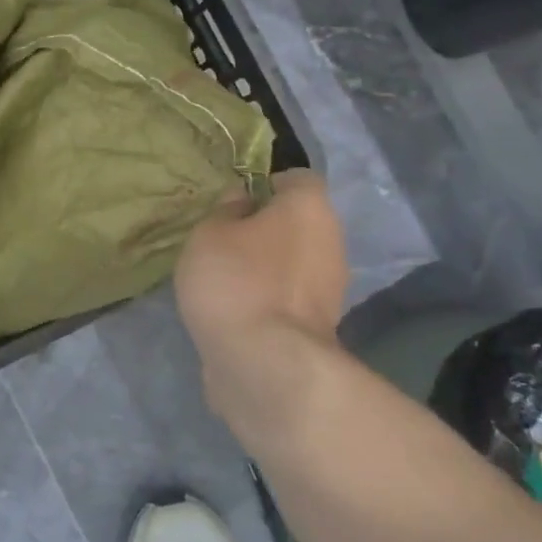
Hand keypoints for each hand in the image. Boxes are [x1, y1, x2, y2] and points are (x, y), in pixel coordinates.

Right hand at [174, 171, 350, 430]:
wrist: (265, 362)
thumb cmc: (236, 280)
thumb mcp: (209, 233)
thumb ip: (225, 211)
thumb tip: (242, 202)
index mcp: (309, 208)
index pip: (297, 178)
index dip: (266, 184)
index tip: (234, 201)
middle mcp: (331, 241)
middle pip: (299, 223)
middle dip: (266, 228)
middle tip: (224, 240)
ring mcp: (331, 288)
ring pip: (296, 262)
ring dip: (268, 266)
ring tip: (225, 278)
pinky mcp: (319, 327)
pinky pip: (290, 298)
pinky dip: (269, 299)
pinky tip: (237, 310)